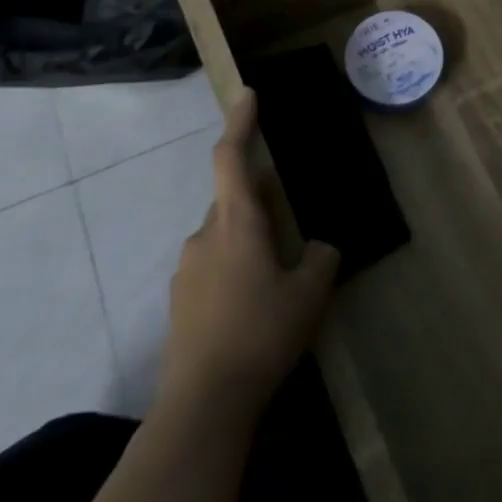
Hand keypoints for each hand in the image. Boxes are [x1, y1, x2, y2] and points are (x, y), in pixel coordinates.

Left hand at [156, 89, 340, 418]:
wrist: (202, 406)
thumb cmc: (260, 334)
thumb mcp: (309, 293)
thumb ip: (321, 258)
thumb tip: (319, 247)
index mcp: (236, 222)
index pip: (231, 158)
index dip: (240, 123)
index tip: (248, 95)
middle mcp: (205, 235)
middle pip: (233, 199)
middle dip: (261, 201)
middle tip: (292, 223)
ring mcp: (187, 269)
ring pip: (224, 234)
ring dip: (249, 239)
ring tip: (278, 276)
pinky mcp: (180, 301)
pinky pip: (213, 265)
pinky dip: (235, 268)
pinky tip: (254, 305)